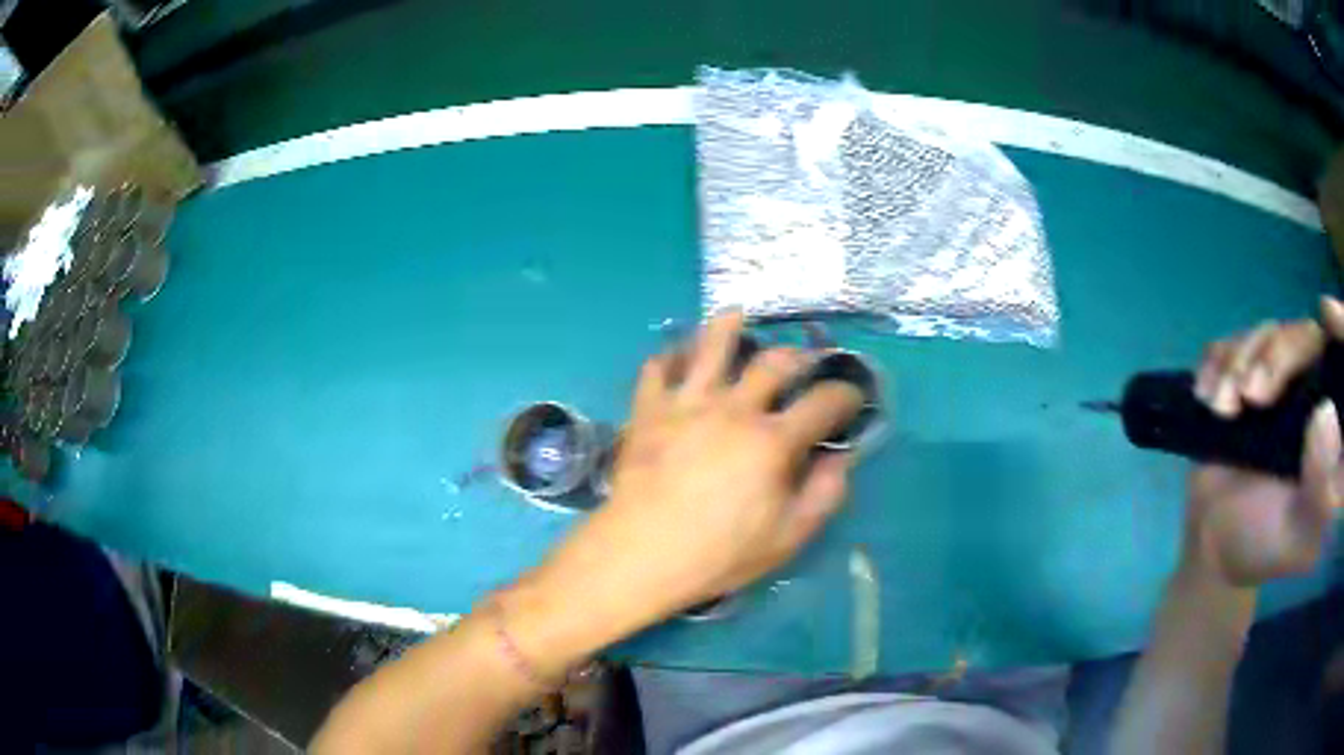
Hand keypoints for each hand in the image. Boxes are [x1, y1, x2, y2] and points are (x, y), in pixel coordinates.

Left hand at [541, 312, 863, 626]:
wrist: (641, 553)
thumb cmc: (718, 553)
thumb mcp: (787, 538)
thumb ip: (823, 494)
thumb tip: (842, 458)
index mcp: (772, 441)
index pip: (823, 402)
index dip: (846, 395)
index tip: (852, 398)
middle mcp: (734, 408)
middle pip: (774, 362)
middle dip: (798, 356)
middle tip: (803, 362)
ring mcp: (687, 403)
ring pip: (712, 345)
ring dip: (730, 326)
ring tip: (739, 317)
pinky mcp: (649, 409)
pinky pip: (658, 367)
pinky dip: (671, 356)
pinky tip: (679, 357)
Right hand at [1186, 297, 1343, 586]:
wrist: (1213, 548)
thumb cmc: (1265, 545)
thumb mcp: (1300, 534)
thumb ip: (1321, 486)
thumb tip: (1326, 412)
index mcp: (1335, 428)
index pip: (1343, 362)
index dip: (1342, 328)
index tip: (1327, 313)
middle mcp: (1314, 392)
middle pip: (1304, 336)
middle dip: (1276, 357)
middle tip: (1250, 396)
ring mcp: (1281, 382)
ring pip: (1269, 332)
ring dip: (1239, 362)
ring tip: (1220, 409)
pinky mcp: (1247, 377)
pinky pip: (1234, 339)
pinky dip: (1218, 360)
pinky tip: (1207, 395)